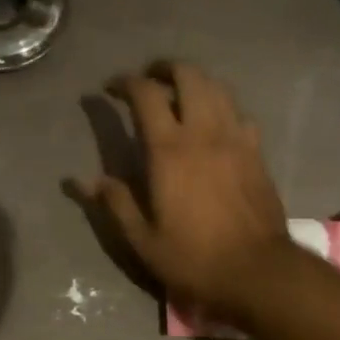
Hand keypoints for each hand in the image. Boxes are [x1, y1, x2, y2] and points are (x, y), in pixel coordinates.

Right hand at [78, 62, 292, 326]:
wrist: (256, 271)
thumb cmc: (194, 259)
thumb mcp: (144, 240)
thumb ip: (116, 203)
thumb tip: (82, 180)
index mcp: (170, 151)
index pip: (145, 94)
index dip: (125, 83)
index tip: (110, 89)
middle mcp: (204, 133)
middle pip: (188, 75)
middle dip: (164, 68)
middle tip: (149, 80)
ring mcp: (236, 139)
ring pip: (217, 88)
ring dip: (195, 82)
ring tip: (180, 94)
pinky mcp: (257, 153)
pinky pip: (239, 114)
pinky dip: (222, 107)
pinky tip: (215, 125)